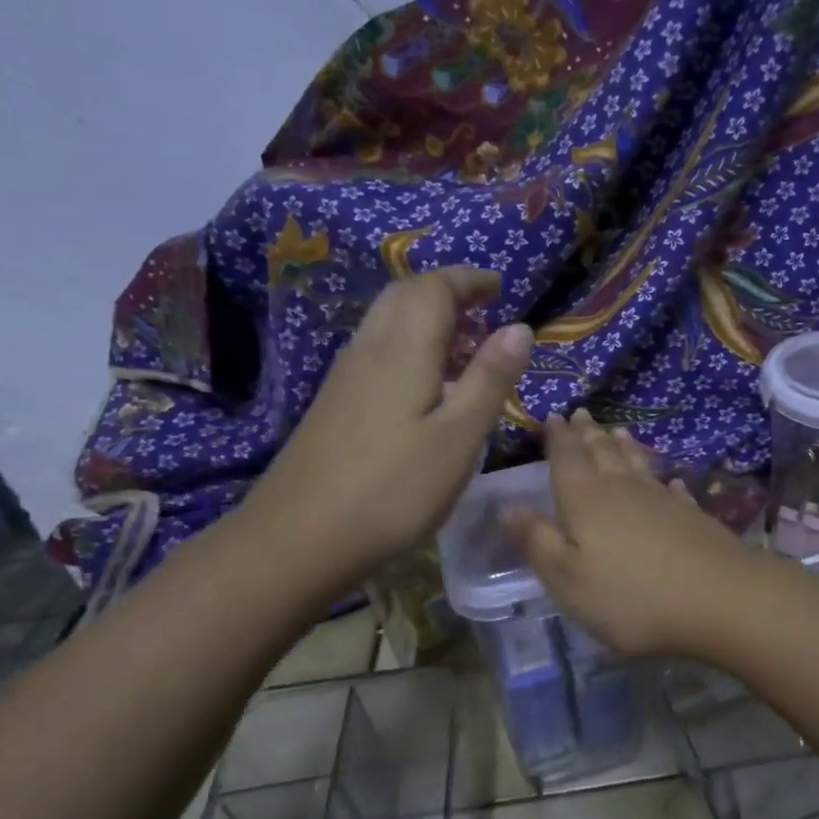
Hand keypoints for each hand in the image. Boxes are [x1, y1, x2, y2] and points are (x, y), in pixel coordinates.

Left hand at [239, 267, 533, 590]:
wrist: (299, 539)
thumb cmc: (394, 489)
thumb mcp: (459, 436)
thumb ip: (490, 379)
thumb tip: (519, 328)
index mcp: (402, 351)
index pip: (433, 289)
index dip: (468, 279)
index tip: (500, 286)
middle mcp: (369, 352)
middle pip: (403, 296)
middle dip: (446, 291)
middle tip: (484, 309)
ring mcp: (345, 379)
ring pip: (387, 323)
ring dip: (427, 317)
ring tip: (465, 344)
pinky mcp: (335, 405)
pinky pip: (378, 351)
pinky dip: (411, 345)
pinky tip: (428, 384)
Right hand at [505, 410, 769, 657]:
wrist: (720, 599)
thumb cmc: (631, 597)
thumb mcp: (568, 579)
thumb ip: (538, 541)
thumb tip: (507, 505)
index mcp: (586, 500)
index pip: (566, 458)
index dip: (557, 438)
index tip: (552, 415)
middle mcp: (624, 490)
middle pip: (603, 454)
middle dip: (588, 434)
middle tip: (581, 413)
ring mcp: (663, 500)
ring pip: (638, 464)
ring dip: (625, 446)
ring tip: (617, 429)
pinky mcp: (694, 516)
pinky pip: (672, 490)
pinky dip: (664, 481)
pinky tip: (669, 479)